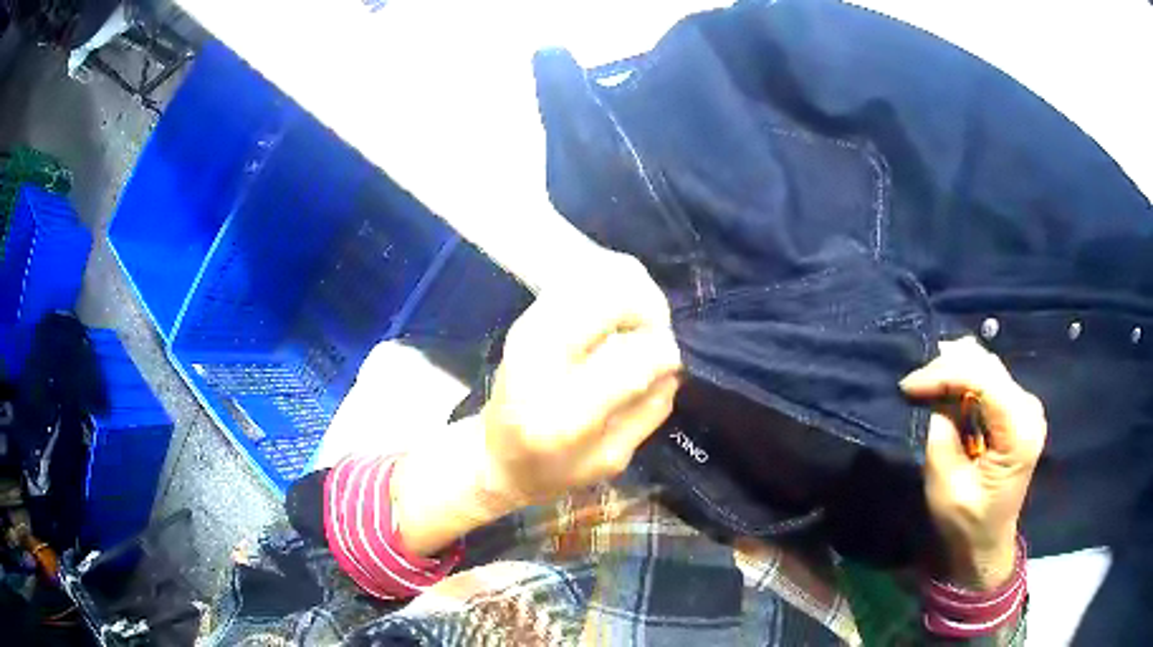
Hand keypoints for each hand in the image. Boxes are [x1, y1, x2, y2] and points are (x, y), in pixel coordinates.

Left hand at [481, 251, 682, 506]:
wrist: (494, 455)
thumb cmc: (554, 470)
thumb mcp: (612, 459)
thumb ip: (648, 409)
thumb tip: (673, 359)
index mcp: (562, 415)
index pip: (630, 359)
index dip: (663, 354)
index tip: (669, 363)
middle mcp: (540, 359)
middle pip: (613, 296)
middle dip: (650, 309)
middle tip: (654, 335)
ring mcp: (528, 328)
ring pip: (599, 275)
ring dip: (632, 292)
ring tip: (636, 324)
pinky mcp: (528, 315)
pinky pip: (581, 276)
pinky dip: (609, 285)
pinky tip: (614, 314)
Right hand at [900, 338, 1046, 588]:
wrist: (988, 543)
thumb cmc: (967, 524)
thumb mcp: (946, 485)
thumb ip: (941, 434)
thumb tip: (935, 397)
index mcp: (1019, 432)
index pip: (984, 379)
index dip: (944, 374)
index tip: (909, 386)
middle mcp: (1029, 409)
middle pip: (987, 365)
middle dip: (947, 367)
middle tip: (914, 384)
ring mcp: (1027, 406)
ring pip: (988, 365)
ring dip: (955, 369)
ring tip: (926, 384)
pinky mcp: (1019, 408)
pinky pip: (990, 378)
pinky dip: (965, 378)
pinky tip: (946, 387)